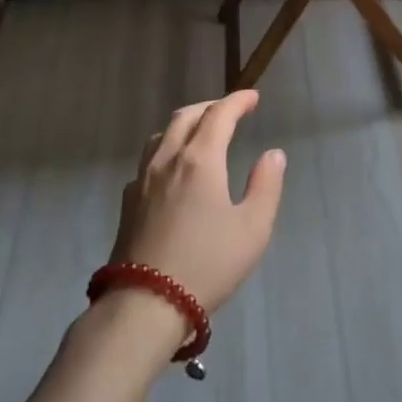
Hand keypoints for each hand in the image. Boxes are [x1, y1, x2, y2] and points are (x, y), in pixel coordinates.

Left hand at [111, 90, 286, 318]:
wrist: (145, 304)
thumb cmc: (208, 264)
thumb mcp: (253, 228)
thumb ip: (266, 186)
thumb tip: (273, 154)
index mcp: (200, 160)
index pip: (219, 115)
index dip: (237, 101)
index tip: (253, 97)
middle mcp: (168, 160)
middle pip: (186, 117)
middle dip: (210, 107)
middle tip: (230, 111)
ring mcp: (142, 180)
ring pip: (162, 135)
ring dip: (185, 124)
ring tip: (201, 133)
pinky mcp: (127, 202)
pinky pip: (148, 160)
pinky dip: (167, 150)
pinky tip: (173, 170)